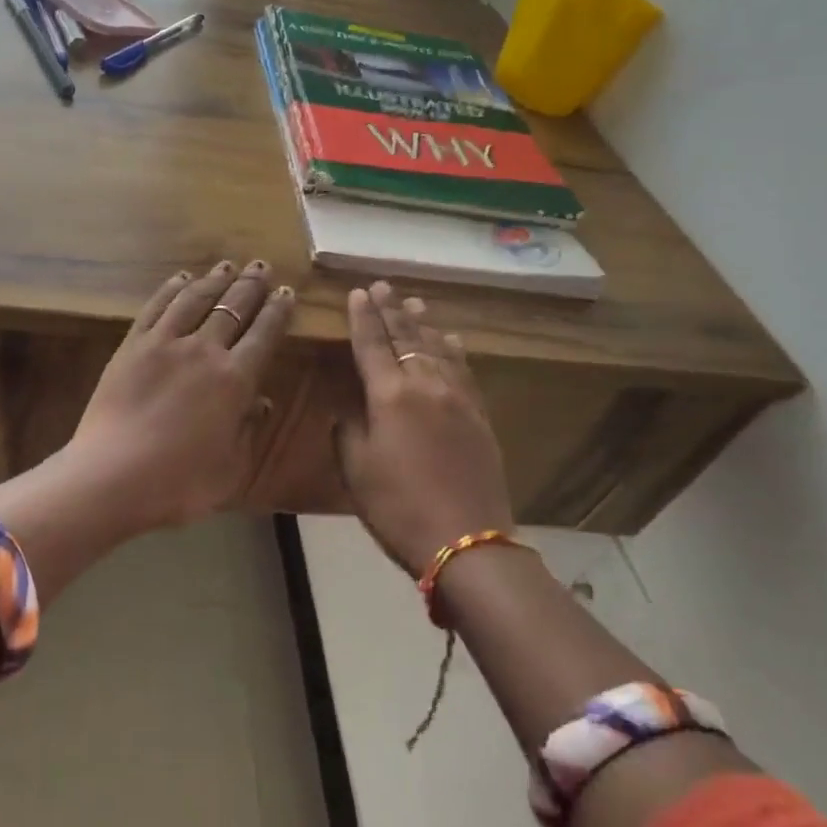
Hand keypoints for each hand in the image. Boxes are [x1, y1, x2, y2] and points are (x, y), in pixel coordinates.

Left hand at [67, 260, 294, 527]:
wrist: (112, 475)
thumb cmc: (178, 483)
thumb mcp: (230, 468)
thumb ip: (249, 431)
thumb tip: (261, 401)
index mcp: (235, 380)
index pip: (264, 335)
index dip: (278, 311)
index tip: (287, 292)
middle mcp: (204, 351)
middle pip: (233, 308)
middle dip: (251, 285)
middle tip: (262, 266)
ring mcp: (164, 343)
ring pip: (195, 299)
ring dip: (214, 279)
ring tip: (227, 265)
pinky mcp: (132, 345)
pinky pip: (156, 307)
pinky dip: (171, 289)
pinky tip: (181, 278)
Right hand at [337, 281, 513, 574]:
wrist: (466, 540)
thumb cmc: (397, 506)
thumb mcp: (356, 469)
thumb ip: (348, 430)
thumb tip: (349, 407)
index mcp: (389, 396)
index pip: (371, 344)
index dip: (362, 317)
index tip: (358, 292)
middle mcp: (425, 385)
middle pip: (406, 338)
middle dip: (391, 310)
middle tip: (383, 286)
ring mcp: (457, 398)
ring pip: (437, 348)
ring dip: (422, 324)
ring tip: (413, 303)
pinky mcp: (479, 416)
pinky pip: (464, 371)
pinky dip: (453, 351)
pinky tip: (451, 340)